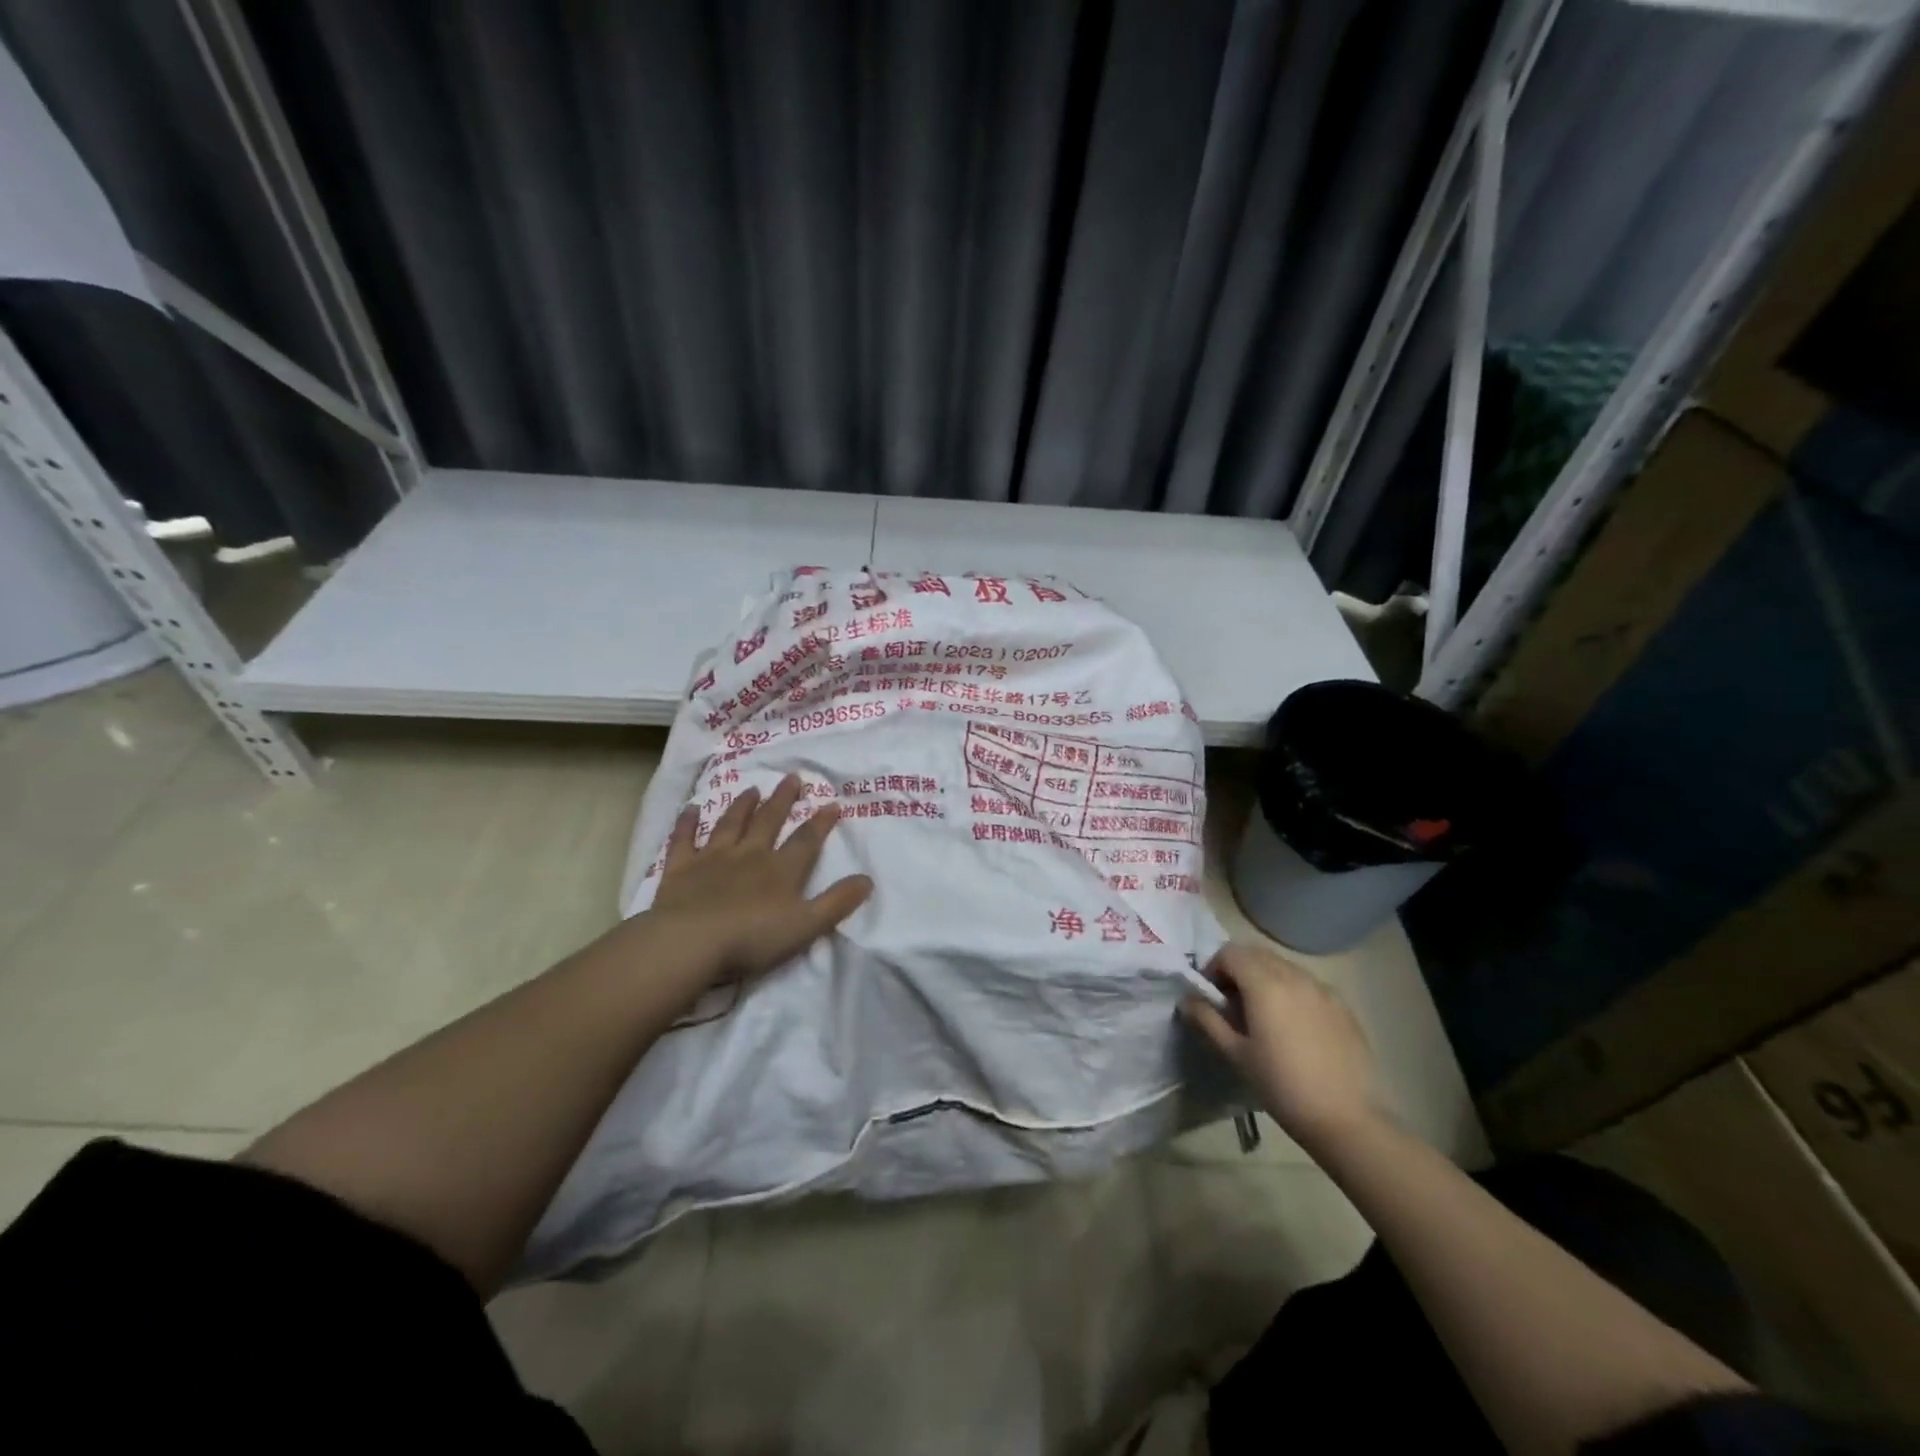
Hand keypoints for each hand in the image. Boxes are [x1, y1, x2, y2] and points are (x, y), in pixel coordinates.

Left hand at [645, 774, 872, 988]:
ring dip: (743, 806)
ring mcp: (713, 858)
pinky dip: (687, 823)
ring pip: (731, 824)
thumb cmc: (752, 938)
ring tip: (752, 789)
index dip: (821, 822)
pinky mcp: (681, 868)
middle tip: (792, 778)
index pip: (806, 840)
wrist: (691, 941)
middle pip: (769, 821)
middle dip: (783, 800)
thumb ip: (837, 902)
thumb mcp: (807, 926)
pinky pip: (684, 839)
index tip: (832, 803)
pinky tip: (690, 809)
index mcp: (781, 870)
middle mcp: (750, 854)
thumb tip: (867, 879)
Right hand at [1182, 943, 1387, 1153]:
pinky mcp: (1342, 1006)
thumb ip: (1207, 1020)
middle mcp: (1294, 976)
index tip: (1212, 997)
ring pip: (1283, 966)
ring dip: (1264, 978)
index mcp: (1265, 984)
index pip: (1230, 953)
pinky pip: (1307, 984)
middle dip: (1238, 970)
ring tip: (1263, 1016)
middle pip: (1256, 954)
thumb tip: (1186, 999)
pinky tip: (1294, 1027)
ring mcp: (1322, 989)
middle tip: (1232, 1005)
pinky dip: (1291, 991)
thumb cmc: (1282, 1086)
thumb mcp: (1236, 1054)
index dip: (1213, 968)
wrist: (1347, 1119)